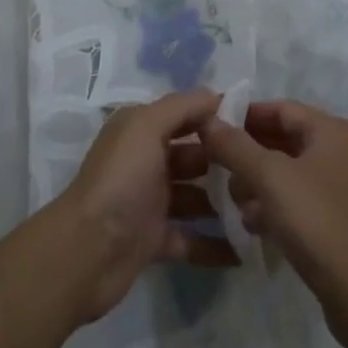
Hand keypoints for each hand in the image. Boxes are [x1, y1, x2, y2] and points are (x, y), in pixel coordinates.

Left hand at [52, 90, 237, 322]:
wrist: (86, 252)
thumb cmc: (121, 179)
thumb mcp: (147, 127)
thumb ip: (181, 106)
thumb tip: (216, 95)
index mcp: (141, 128)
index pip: (185, 113)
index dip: (216, 115)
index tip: (255, 123)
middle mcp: (146, 159)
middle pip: (193, 154)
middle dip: (224, 160)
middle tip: (261, 170)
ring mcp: (150, 200)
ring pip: (195, 196)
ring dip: (222, 202)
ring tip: (260, 208)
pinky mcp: (154, 240)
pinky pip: (190, 238)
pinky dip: (213, 244)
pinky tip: (243, 250)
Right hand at [200, 99, 347, 318]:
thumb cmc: (316, 221)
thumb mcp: (269, 178)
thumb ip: (236, 146)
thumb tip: (208, 121)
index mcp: (332, 131)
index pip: (281, 108)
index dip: (246, 115)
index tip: (216, 127)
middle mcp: (343, 151)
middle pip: (286, 140)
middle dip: (250, 153)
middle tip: (219, 167)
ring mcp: (346, 188)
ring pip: (292, 173)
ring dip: (260, 182)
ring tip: (234, 200)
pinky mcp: (343, 221)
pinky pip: (302, 200)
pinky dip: (278, 205)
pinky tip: (254, 224)